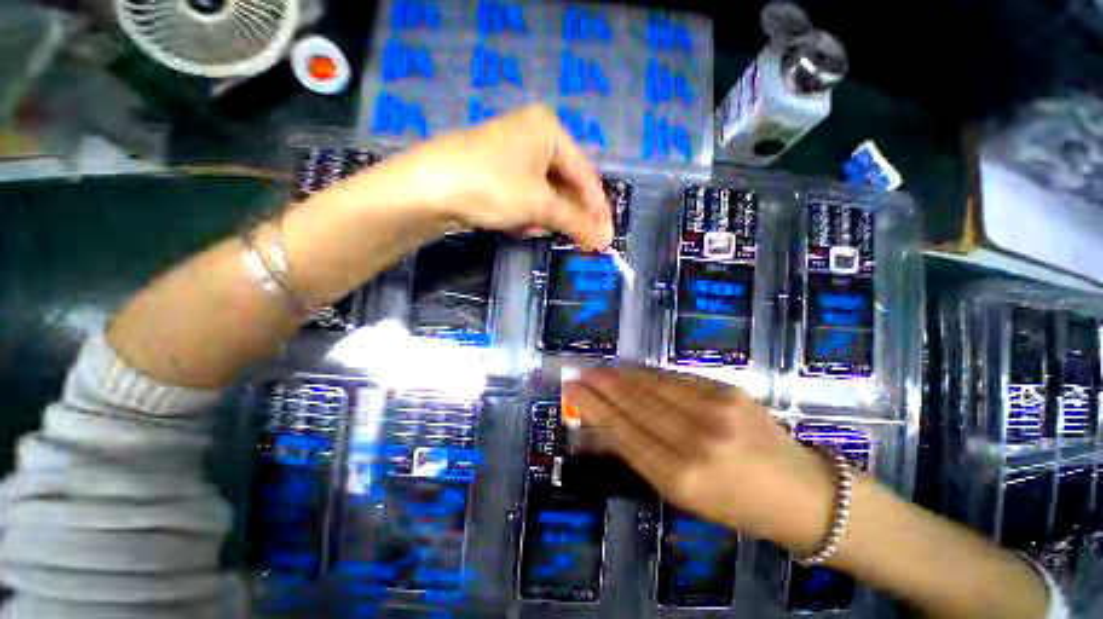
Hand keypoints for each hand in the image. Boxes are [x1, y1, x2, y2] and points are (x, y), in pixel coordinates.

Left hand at [352, 104, 613, 250]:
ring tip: (538, 230)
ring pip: (545, 192)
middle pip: (566, 184)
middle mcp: (533, 135)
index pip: (586, 175)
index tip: (607, 237)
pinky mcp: (496, 170)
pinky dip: (528, 213)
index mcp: (549, 130)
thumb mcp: (540, 205)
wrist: (428, 188)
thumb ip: (576, 221)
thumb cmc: (493, 187)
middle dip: (570, 215)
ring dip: (547, 216)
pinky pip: (526, 195)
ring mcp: (512, 153)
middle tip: (582, 242)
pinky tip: (520, 224)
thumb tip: (606, 240)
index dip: (598, 209)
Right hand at [563, 367, 835, 552]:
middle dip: (601, 387)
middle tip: (579, 374)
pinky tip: (631, 371)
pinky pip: (675, 379)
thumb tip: (606, 426)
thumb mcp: (685, 496)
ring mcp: (715, 411)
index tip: (572, 391)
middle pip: (634, 405)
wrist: (803, 493)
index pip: (623, 432)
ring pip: (652, 386)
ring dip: (619, 376)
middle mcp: (696, 442)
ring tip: (598, 370)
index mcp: (681, 479)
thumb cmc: (738, 506)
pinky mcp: (728, 391)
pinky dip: (647, 375)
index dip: (594, 408)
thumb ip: (644, 456)